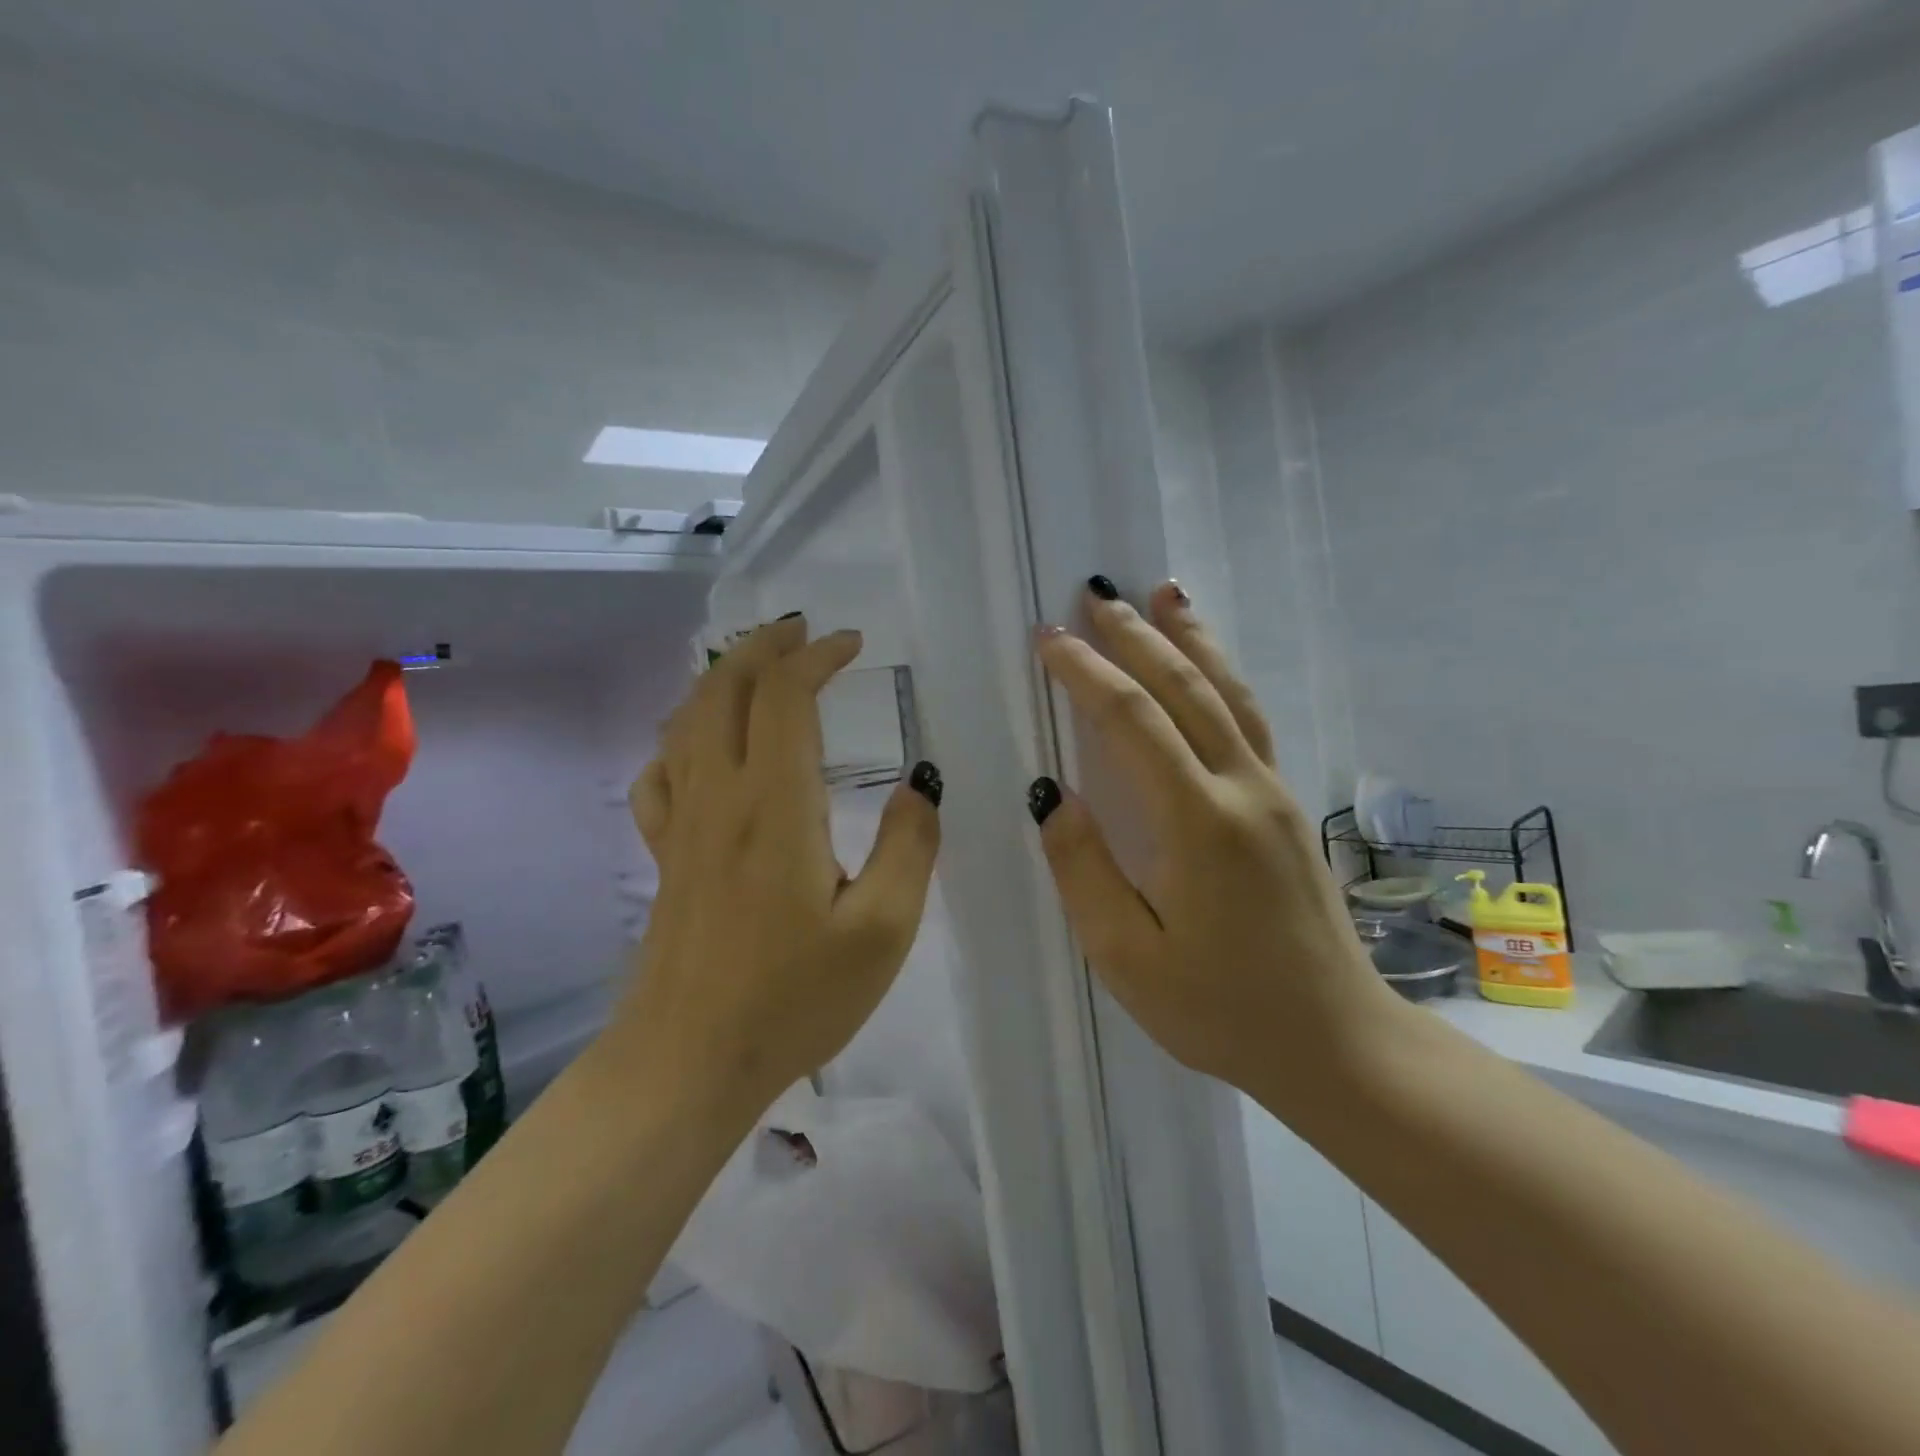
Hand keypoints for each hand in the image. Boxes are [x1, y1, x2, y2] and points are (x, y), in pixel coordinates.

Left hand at [613, 617, 942, 1117]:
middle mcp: (719, 796)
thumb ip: (910, 846)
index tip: (852, 645)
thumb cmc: (793, 998)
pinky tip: (700, 746)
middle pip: (723, 689)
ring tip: (757, 668)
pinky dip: (681, 737)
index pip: (784, 696)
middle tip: (802, 633)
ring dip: (721, 678)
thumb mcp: (883, 930)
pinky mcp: (665, 855)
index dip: (816, 656)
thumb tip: (919, 784)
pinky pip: (660, 773)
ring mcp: (682, 824)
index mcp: (775, 804)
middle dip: (763, 647)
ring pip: (686, 721)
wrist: (689, 1062)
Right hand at [1030, 579, 1394, 1110]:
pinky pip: (1248, 720)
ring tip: (1163, 590)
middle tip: (1094, 593)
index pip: (1133, 721)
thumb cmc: (1221, 1010)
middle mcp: (1243, 789)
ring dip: (1190, 637)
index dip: (1086, 673)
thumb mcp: (1129, 958)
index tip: (1048, 640)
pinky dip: (1222, 675)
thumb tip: (1052, 795)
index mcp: (1199, 823)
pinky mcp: (1287, 806)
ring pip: (1228, 692)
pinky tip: (1207, 664)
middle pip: (1185, 688)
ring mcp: (1274, 793)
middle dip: (1134, 635)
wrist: (1337, 1043)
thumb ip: (1084, 870)